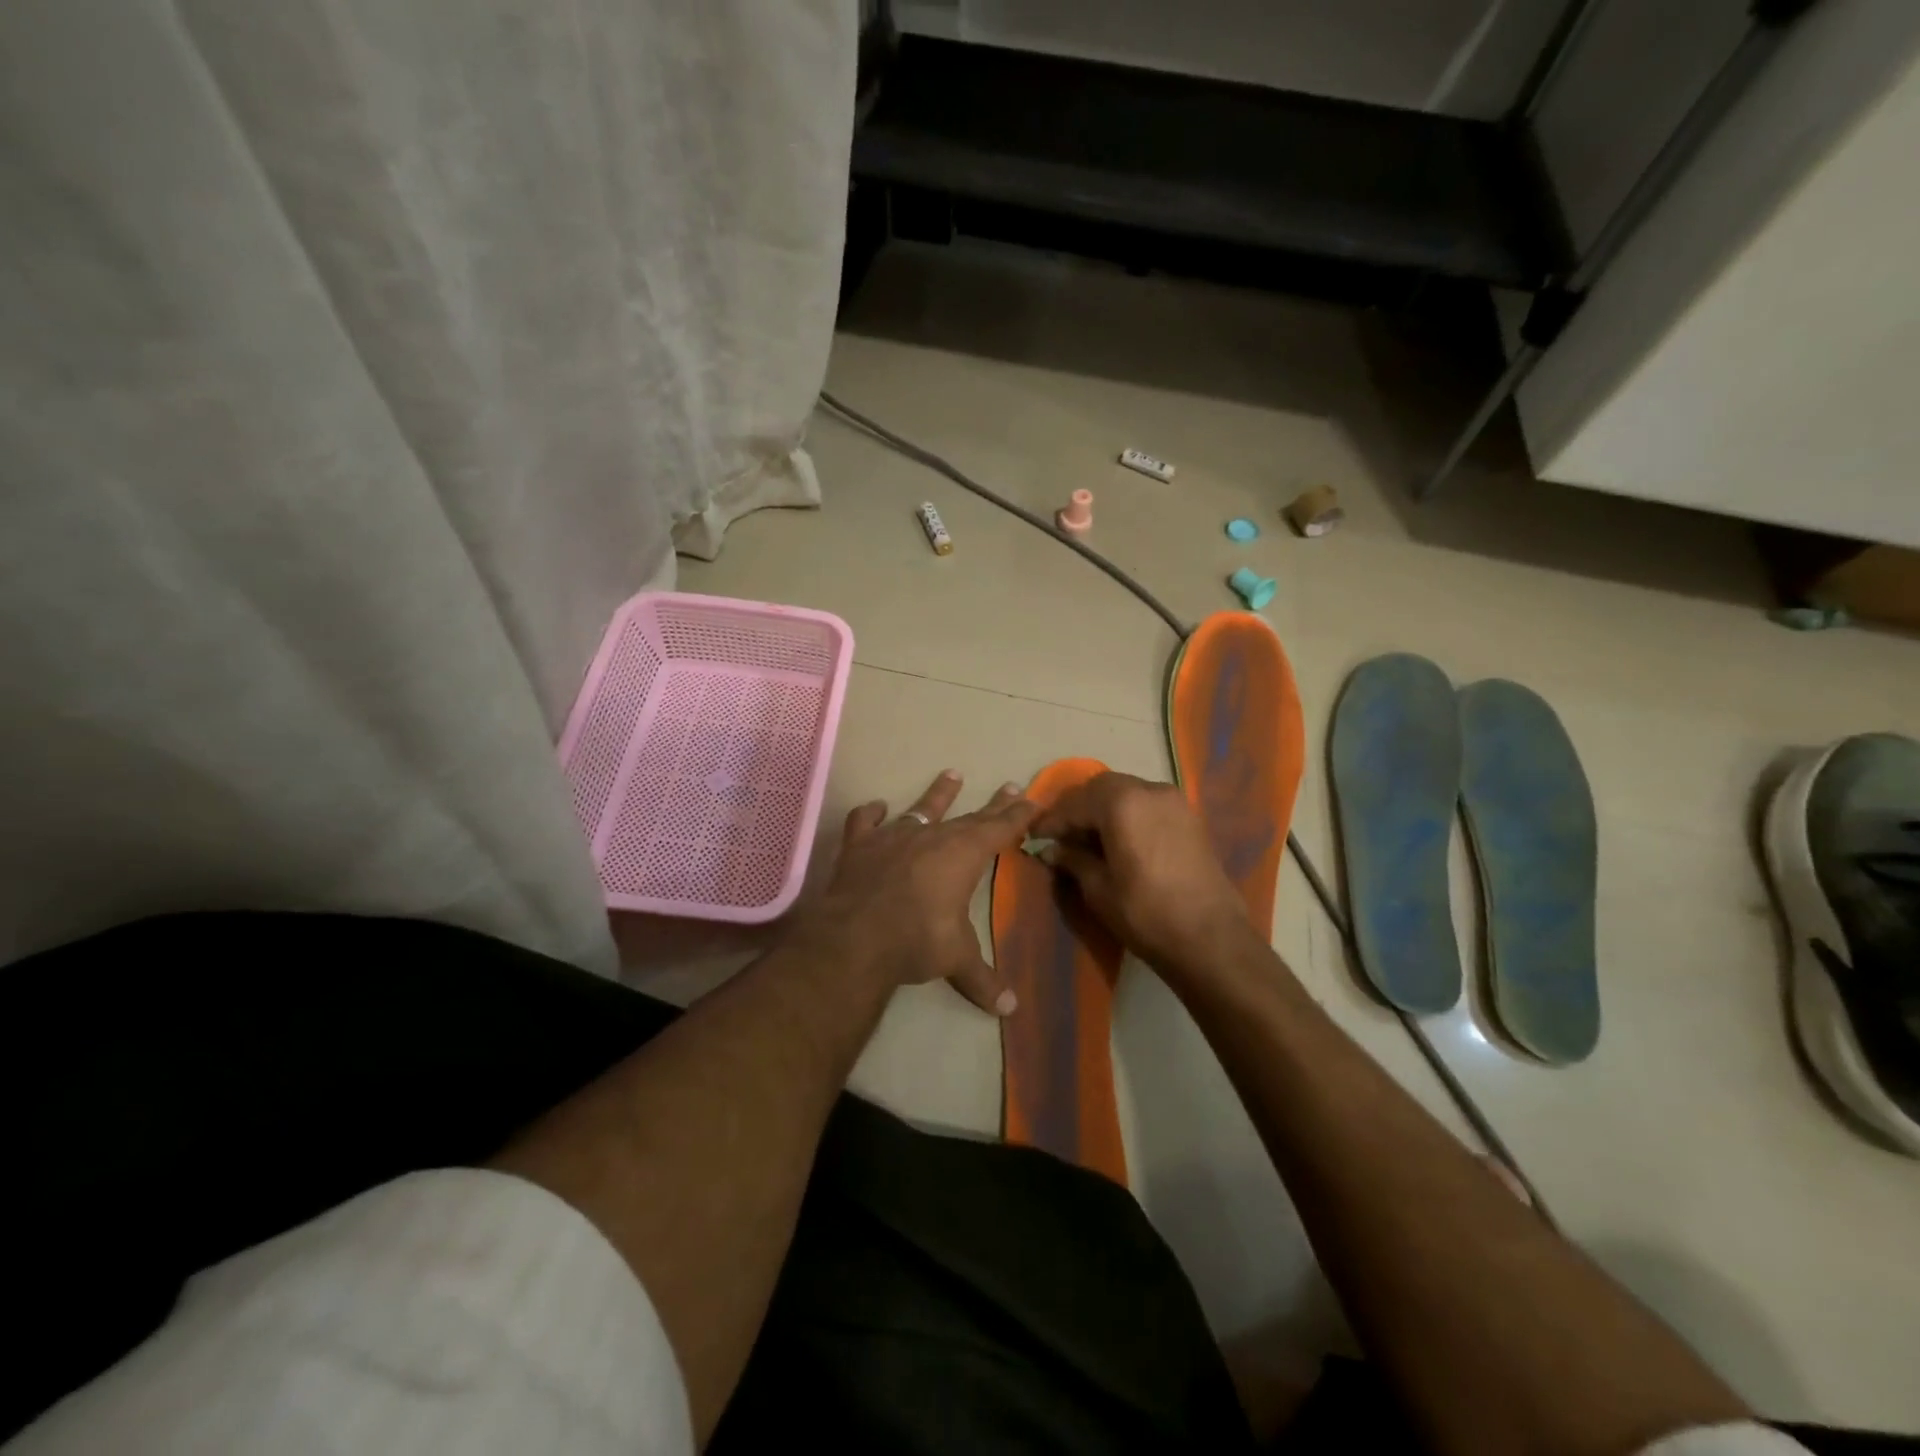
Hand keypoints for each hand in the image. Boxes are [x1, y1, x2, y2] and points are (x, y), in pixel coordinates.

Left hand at [783, 771, 1038, 1014]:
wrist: (856, 937)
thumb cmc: (918, 940)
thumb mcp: (956, 959)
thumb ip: (982, 980)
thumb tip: (1010, 1010)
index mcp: (964, 854)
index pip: (1000, 828)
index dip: (1018, 815)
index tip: (1033, 799)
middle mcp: (933, 836)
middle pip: (970, 816)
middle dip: (993, 804)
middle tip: (1010, 787)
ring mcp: (894, 836)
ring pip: (922, 807)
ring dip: (939, 793)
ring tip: (952, 773)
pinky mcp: (860, 845)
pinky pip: (866, 821)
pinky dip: (871, 814)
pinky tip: (876, 808)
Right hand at [1031, 771, 1258, 980]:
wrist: (1211, 938)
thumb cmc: (1146, 913)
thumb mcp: (1099, 889)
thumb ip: (1073, 860)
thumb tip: (1052, 849)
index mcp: (1122, 802)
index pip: (1076, 803)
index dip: (1052, 820)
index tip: (1035, 836)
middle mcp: (1149, 790)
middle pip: (1103, 787)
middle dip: (1078, 808)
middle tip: (1061, 835)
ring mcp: (1174, 801)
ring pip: (1127, 792)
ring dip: (1104, 809)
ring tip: (1088, 838)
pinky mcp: (1189, 818)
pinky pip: (1148, 804)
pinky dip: (1128, 814)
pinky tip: (1119, 840)